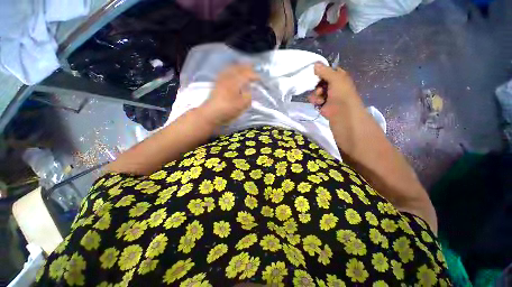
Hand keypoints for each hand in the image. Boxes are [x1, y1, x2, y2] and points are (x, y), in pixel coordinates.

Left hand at [201, 64, 259, 125]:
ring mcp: (221, 79)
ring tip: (243, 67)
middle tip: (253, 67)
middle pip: (238, 68)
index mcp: (235, 82)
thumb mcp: (242, 106)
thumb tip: (249, 91)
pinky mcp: (217, 84)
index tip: (260, 78)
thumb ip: (248, 97)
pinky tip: (231, 72)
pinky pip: (225, 72)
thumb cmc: (228, 109)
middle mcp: (228, 77)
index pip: (247, 75)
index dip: (254, 75)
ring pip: (231, 68)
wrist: (211, 114)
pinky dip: (230, 70)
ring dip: (238, 67)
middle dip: (246, 67)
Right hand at [308, 63, 363, 120]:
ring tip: (320, 96)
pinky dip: (315, 100)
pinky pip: (314, 98)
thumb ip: (325, 71)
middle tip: (318, 87)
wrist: (341, 112)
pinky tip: (319, 102)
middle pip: (319, 80)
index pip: (327, 70)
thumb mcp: (335, 78)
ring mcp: (326, 94)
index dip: (321, 71)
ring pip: (315, 90)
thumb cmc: (341, 93)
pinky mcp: (321, 103)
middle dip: (316, 84)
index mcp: (338, 76)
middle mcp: (332, 84)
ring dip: (315, 93)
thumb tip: (315, 64)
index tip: (314, 72)